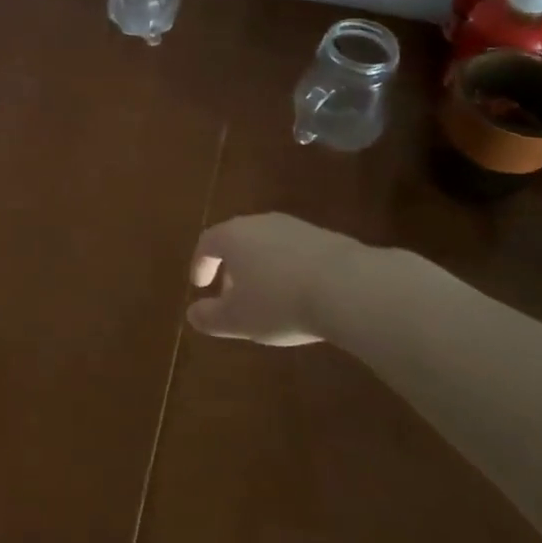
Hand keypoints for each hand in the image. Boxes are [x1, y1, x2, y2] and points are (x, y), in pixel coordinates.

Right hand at [188, 213, 364, 346]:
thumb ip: (210, 317)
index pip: (207, 243)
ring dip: (261, 268)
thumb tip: (192, 314)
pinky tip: (300, 295)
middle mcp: (261, 223)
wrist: (348, 287)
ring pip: (268, 245)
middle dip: (231, 267)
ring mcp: (295, 227)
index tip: (200, 286)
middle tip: (232, 295)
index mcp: (233, 236)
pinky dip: (288, 269)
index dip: (200, 264)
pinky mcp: (326, 237)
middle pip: (238, 240)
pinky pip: (295, 252)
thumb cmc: (280, 302)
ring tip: (267, 298)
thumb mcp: (239, 319)